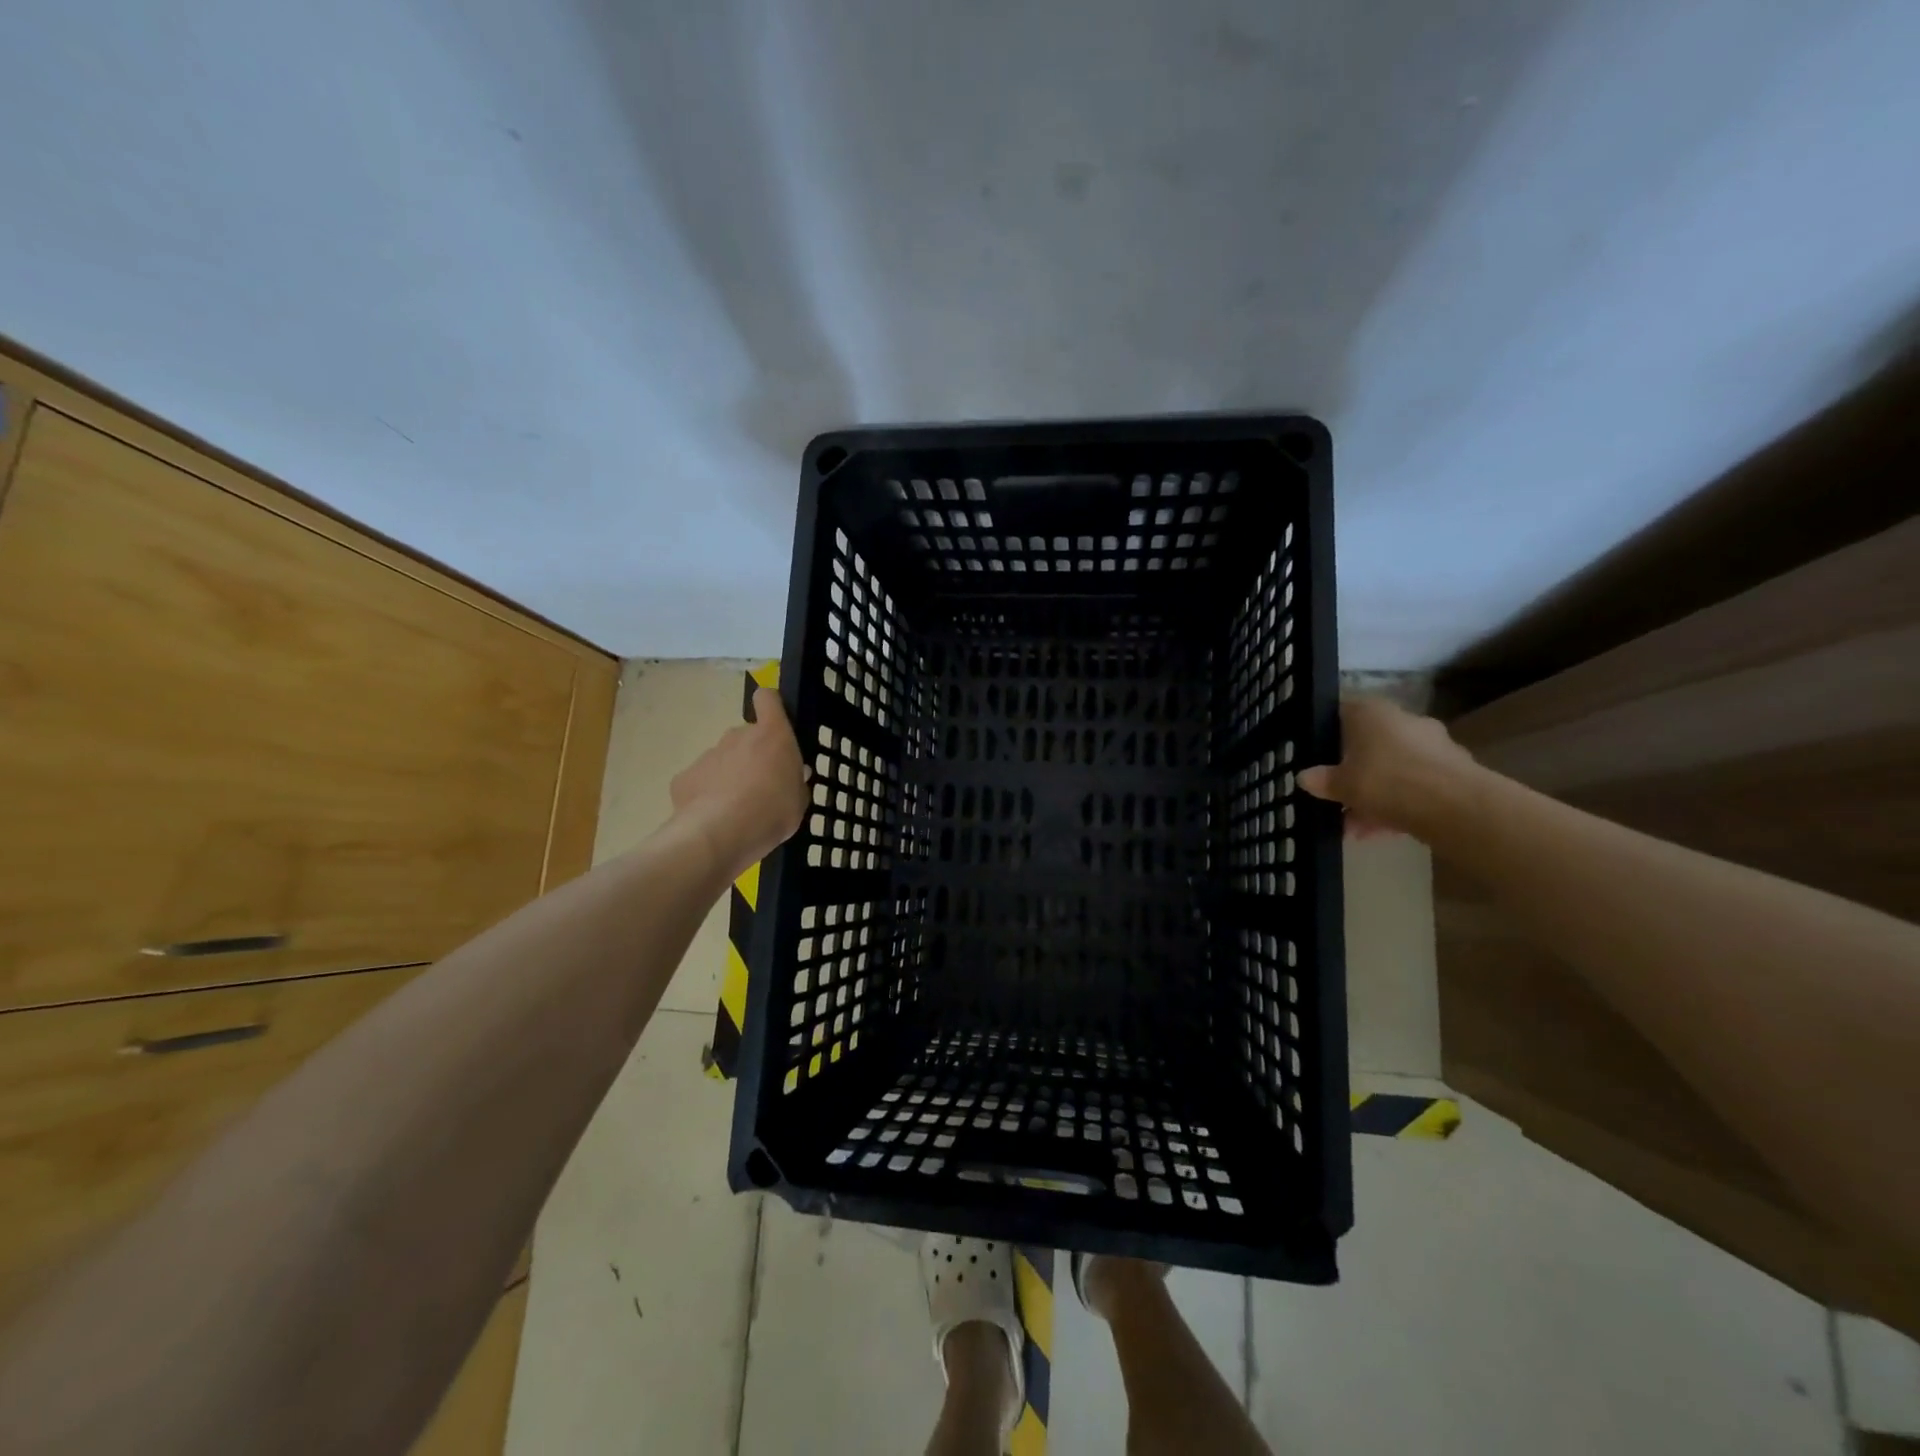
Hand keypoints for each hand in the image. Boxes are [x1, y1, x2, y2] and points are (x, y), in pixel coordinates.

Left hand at [669, 688, 808, 879]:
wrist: (720, 834)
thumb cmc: (772, 812)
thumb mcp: (799, 801)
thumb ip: (796, 782)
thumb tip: (792, 774)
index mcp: (772, 735)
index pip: (768, 698)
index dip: (770, 705)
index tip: (775, 723)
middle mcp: (738, 736)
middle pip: (746, 736)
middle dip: (752, 755)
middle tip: (761, 787)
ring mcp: (709, 754)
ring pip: (723, 759)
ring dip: (730, 776)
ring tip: (736, 809)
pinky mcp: (685, 776)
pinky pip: (701, 781)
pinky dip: (707, 795)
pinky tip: (714, 818)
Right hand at [1298, 696, 1480, 839]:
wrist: (1456, 806)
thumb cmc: (1386, 781)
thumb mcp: (1341, 784)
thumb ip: (1322, 780)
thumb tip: (1304, 777)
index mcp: (1372, 712)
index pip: (1341, 712)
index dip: (1325, 733)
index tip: (1315, 756)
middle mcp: (1403, 720)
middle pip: (1368, 744)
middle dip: (1352, 773)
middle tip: (1336, 798)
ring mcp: (1432, 745)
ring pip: (1392, 769)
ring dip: (1373, 795)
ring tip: (1356, 828)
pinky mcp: (1452, 771)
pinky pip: (1414, 785)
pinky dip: (1397, 804)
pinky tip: (1381, 832)